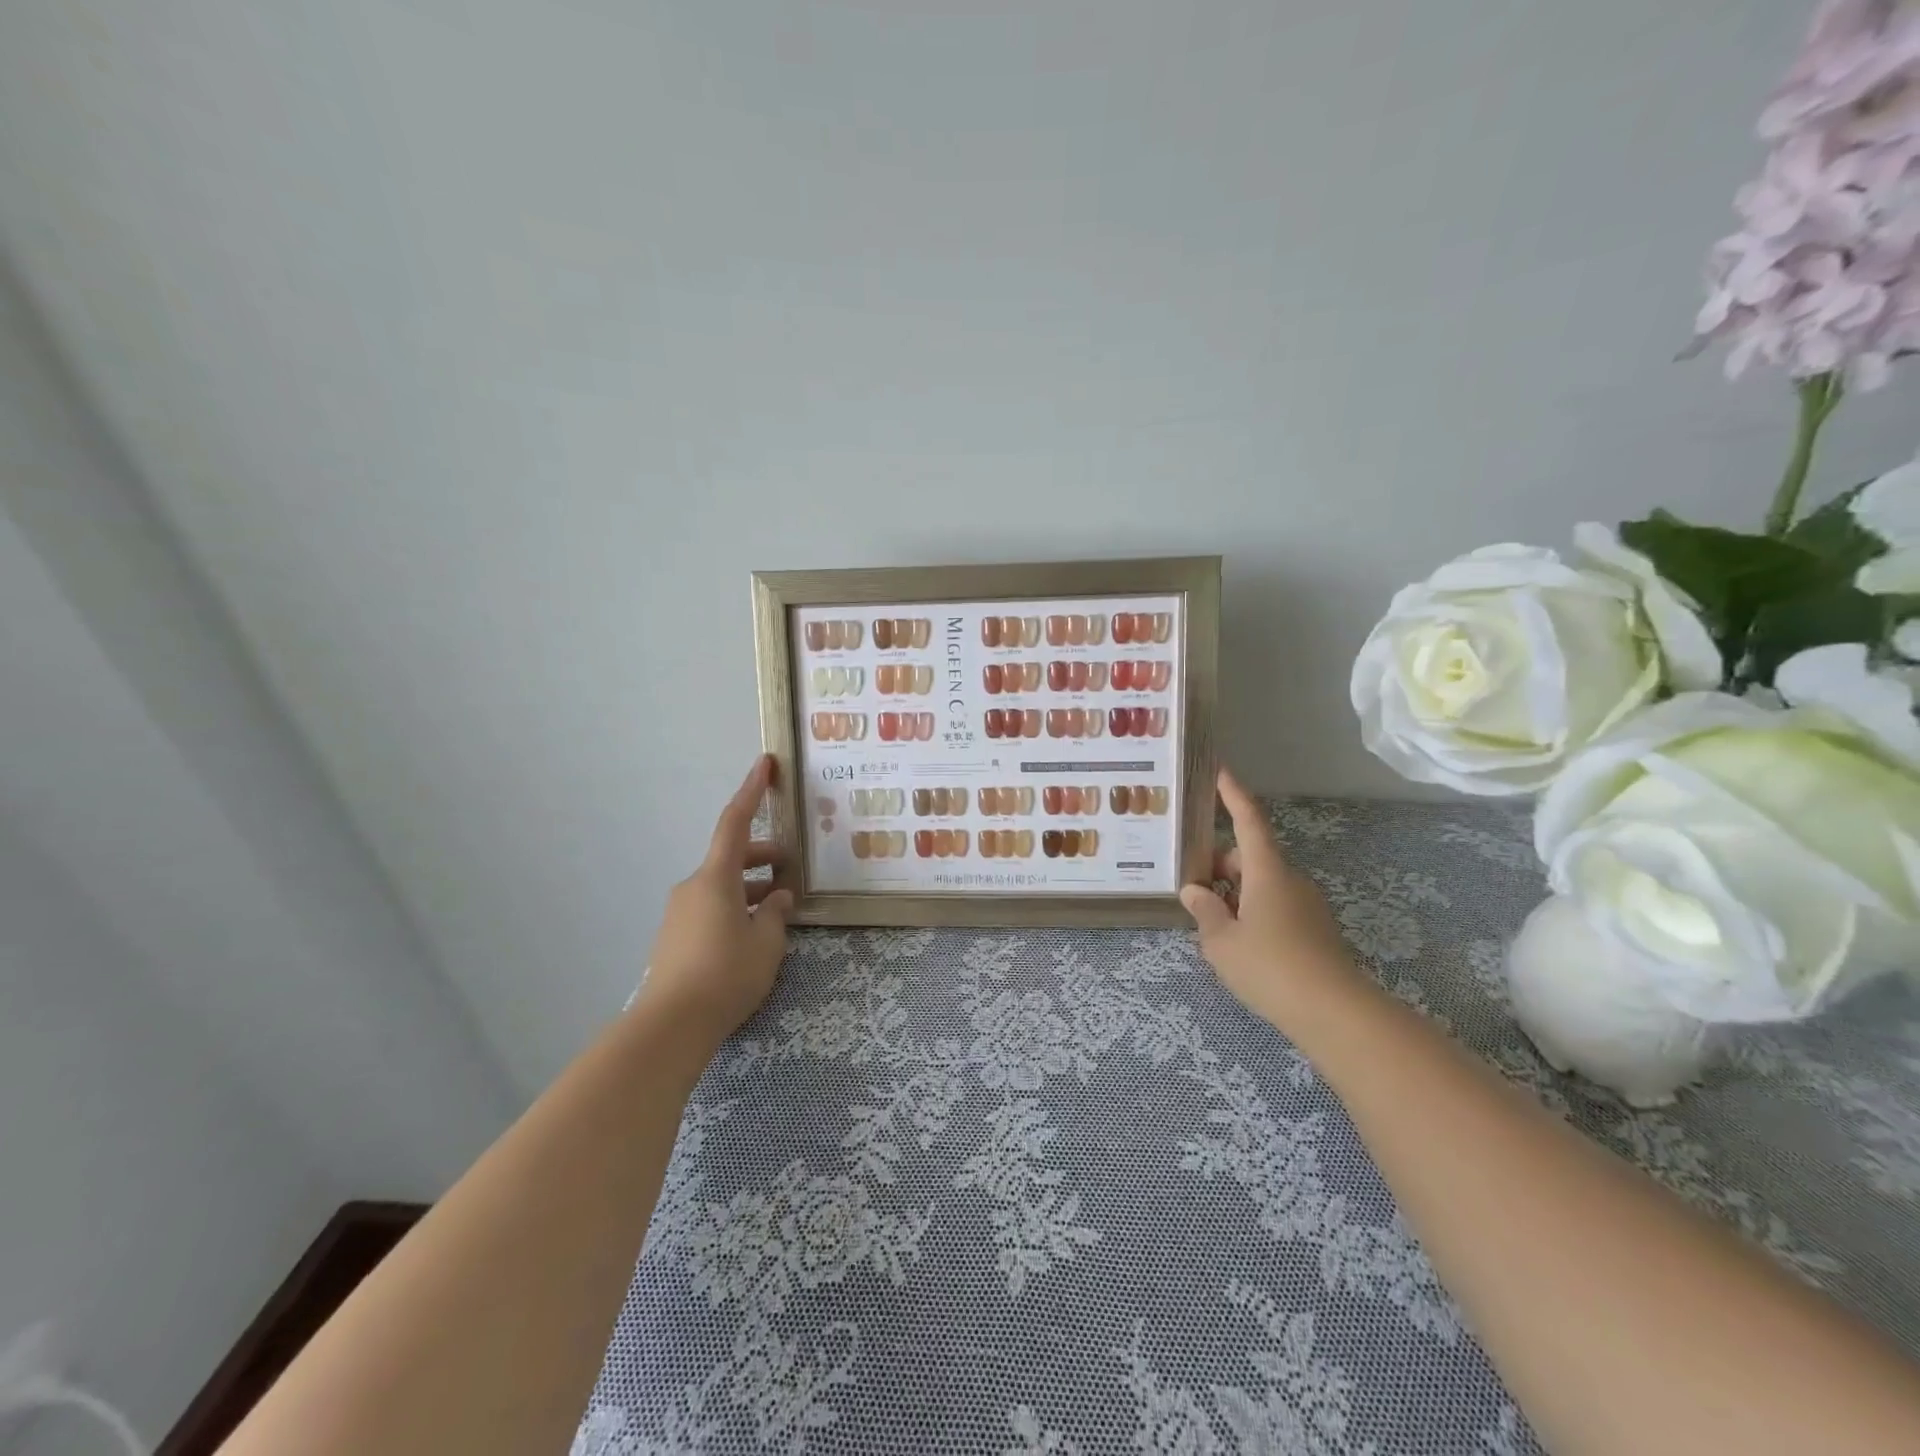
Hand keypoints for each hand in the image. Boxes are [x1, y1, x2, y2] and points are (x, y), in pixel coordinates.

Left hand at [638, 755, 793, 1046]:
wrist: (670, 1026)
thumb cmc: (726, 974)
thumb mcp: (766, 943)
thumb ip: (776, 914)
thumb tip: (778, 897)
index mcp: (716, 878)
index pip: (736, 822)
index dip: (751, 791)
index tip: (764, 764)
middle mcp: (693, 886)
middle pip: (732, 858)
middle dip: (763, 858)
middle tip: (793, 869)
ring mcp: (680, 912)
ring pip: (723, 886)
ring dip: (752, 888)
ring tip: (781, 911)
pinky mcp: (675, 937)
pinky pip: (711, 908)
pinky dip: (736, 908)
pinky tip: (754, 935)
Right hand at [1179, 767, 1362, 1031]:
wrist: (1335, 1013)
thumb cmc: (1270, 967)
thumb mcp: (1221, 942)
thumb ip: (1205, 911)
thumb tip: (1195, 891)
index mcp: (1267, 872)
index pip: (1248, 821)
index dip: (1233, 795)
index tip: (1220, 772)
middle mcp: (1290, 880)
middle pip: (1251, 857)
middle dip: (1220, 863)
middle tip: (1189, 881)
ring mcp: (1307, 906)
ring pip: (1262, 885)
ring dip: (1235, 891)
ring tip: (1208, 918)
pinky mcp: (1316, 932)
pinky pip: (1276, 907)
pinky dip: (1252, 911)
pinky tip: (1237, 941)